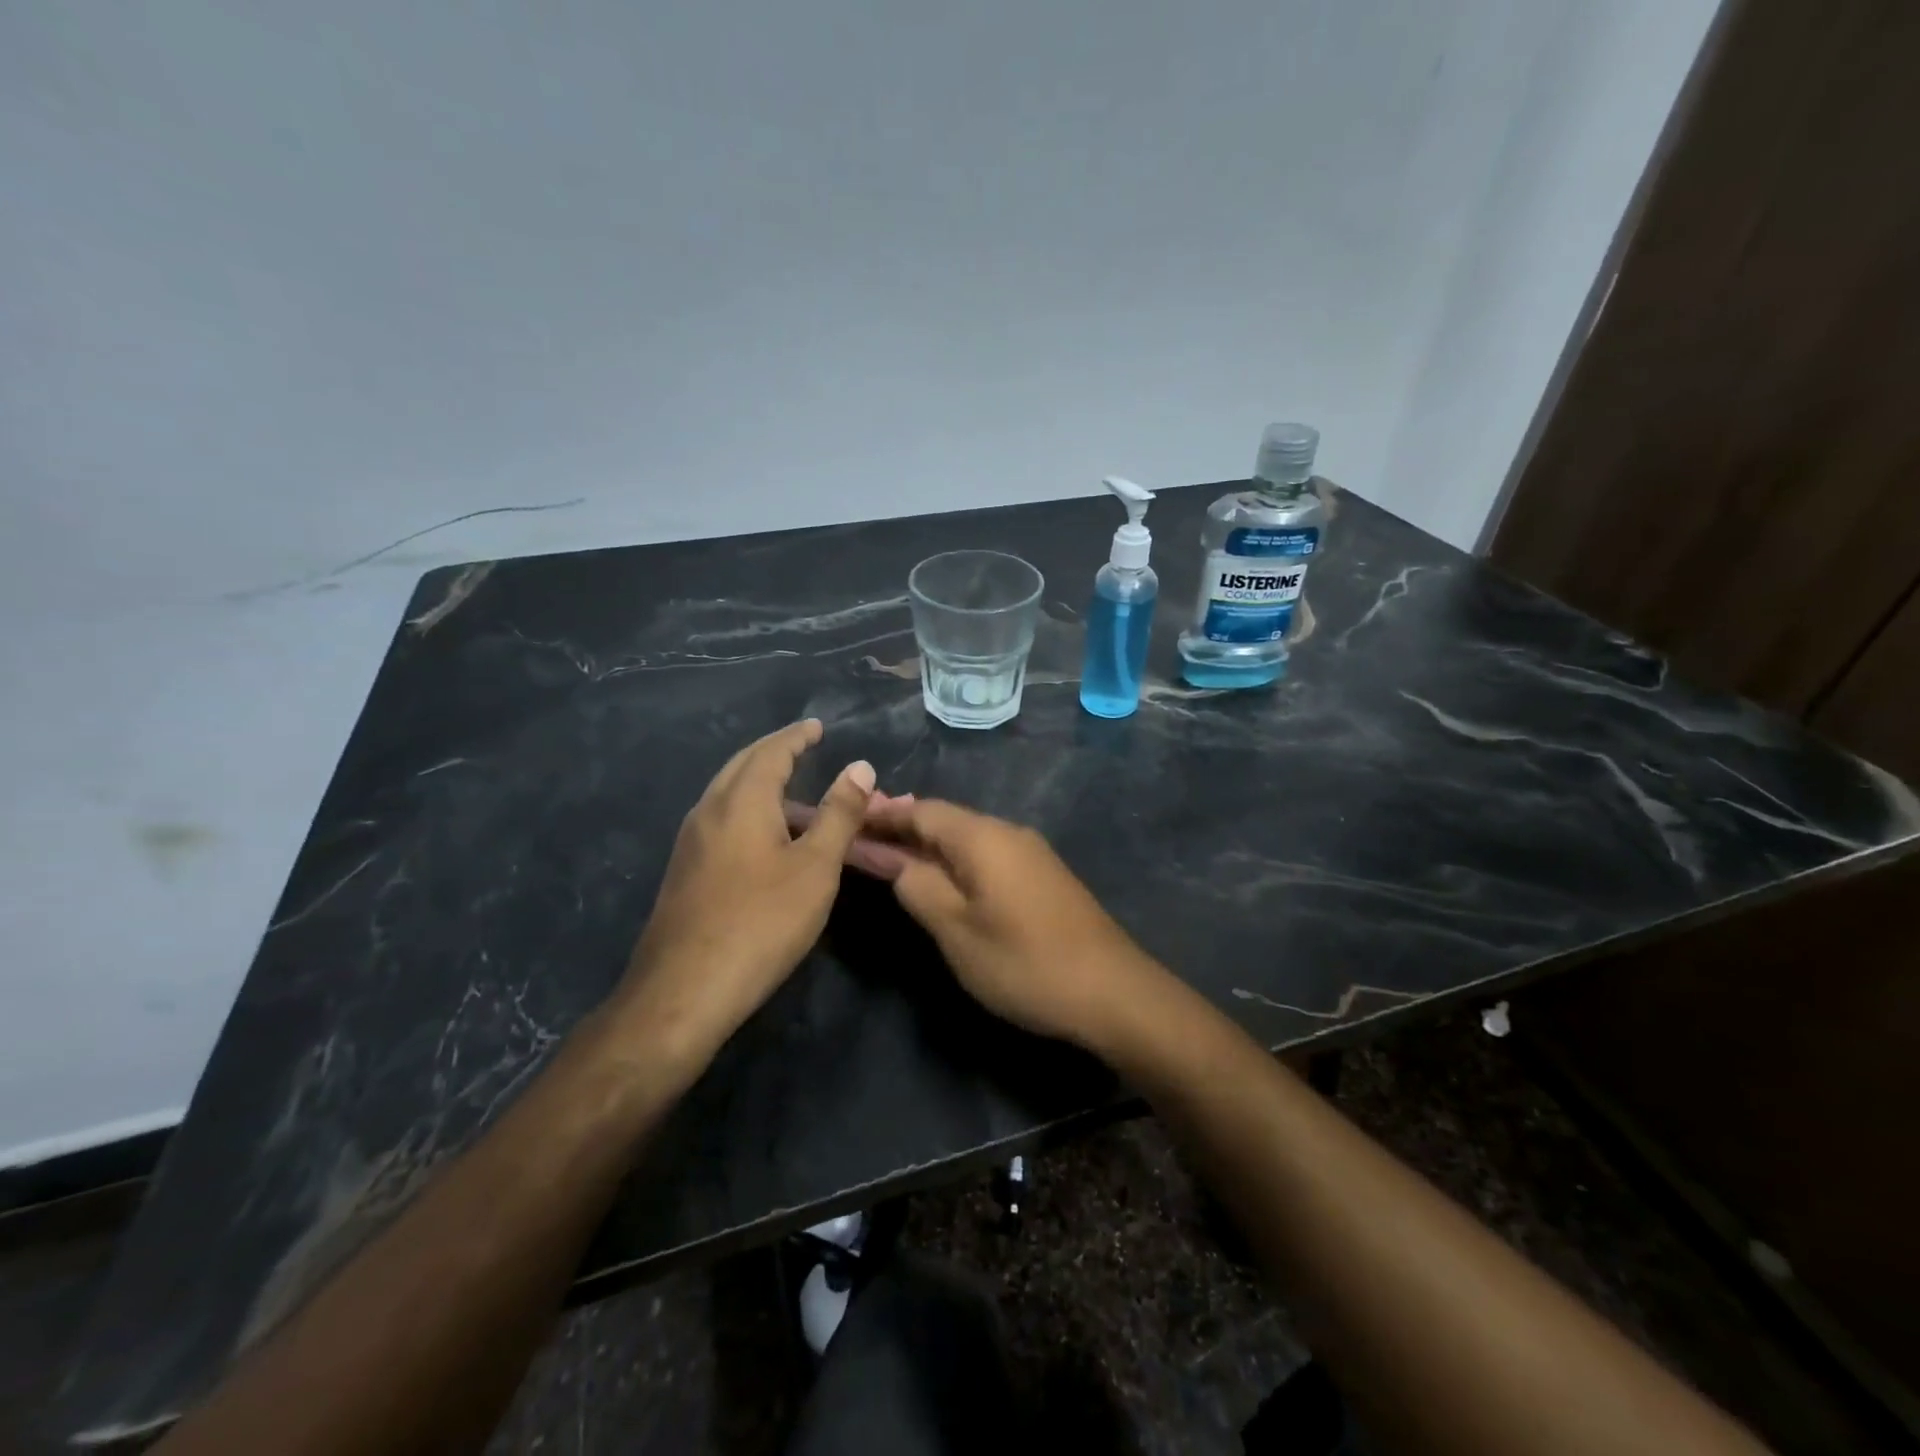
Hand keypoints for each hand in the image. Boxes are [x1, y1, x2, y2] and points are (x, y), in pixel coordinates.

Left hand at [614, 720, 876, 1063]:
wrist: (683, 990)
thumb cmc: (761, 922)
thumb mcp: (815, 867)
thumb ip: (839, 814)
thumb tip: (860, 766)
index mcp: (741, 801)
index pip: (771, 752)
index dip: (796, 737)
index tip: (816, 726)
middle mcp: (709, 811)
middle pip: (742, 766)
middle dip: (773, 752)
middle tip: (803, 745)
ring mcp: (691, 843)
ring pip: (727, 794)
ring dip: (759, 782)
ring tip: (793, 790)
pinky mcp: (685, 872)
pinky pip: (721, 821)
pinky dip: (748, 810)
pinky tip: (765, 837)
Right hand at [861, 799, 1164, 1050]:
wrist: (1112, 990)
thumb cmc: (1024, 962)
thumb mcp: (956, 930)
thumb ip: (917, 886)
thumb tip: (893, 858)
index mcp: (982, 836)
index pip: (920, 810)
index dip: (882, 815)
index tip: (847, 820)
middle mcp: (1008, 831)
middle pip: (944, 819)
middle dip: (902, 827)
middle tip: (861, 839)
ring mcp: (1030, 852)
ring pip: (966, 837)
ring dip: (928, 844)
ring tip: (892, 856)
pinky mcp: (1042, 875)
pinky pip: (987, 854)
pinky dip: (955, 860)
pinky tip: (943, 878)